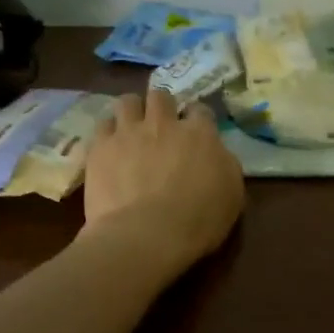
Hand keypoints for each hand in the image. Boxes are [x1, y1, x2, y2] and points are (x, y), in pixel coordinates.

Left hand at [81, 89, 245, 277]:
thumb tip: (216, 153)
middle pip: (161, 96)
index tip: (195, 132)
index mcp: (200, 134)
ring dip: (132, 111)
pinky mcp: (100, 148)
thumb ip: (224, 165)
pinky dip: (108, 133)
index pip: (200, 110)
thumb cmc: (199, 221)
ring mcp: (129, 132)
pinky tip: (110, 146)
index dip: (197, 119)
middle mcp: (163, 123)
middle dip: (162, 107)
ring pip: (128, 102)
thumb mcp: (233, 195)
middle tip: (161, 127)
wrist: (147, 236)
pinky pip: (102, 125)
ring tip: (131, 128)